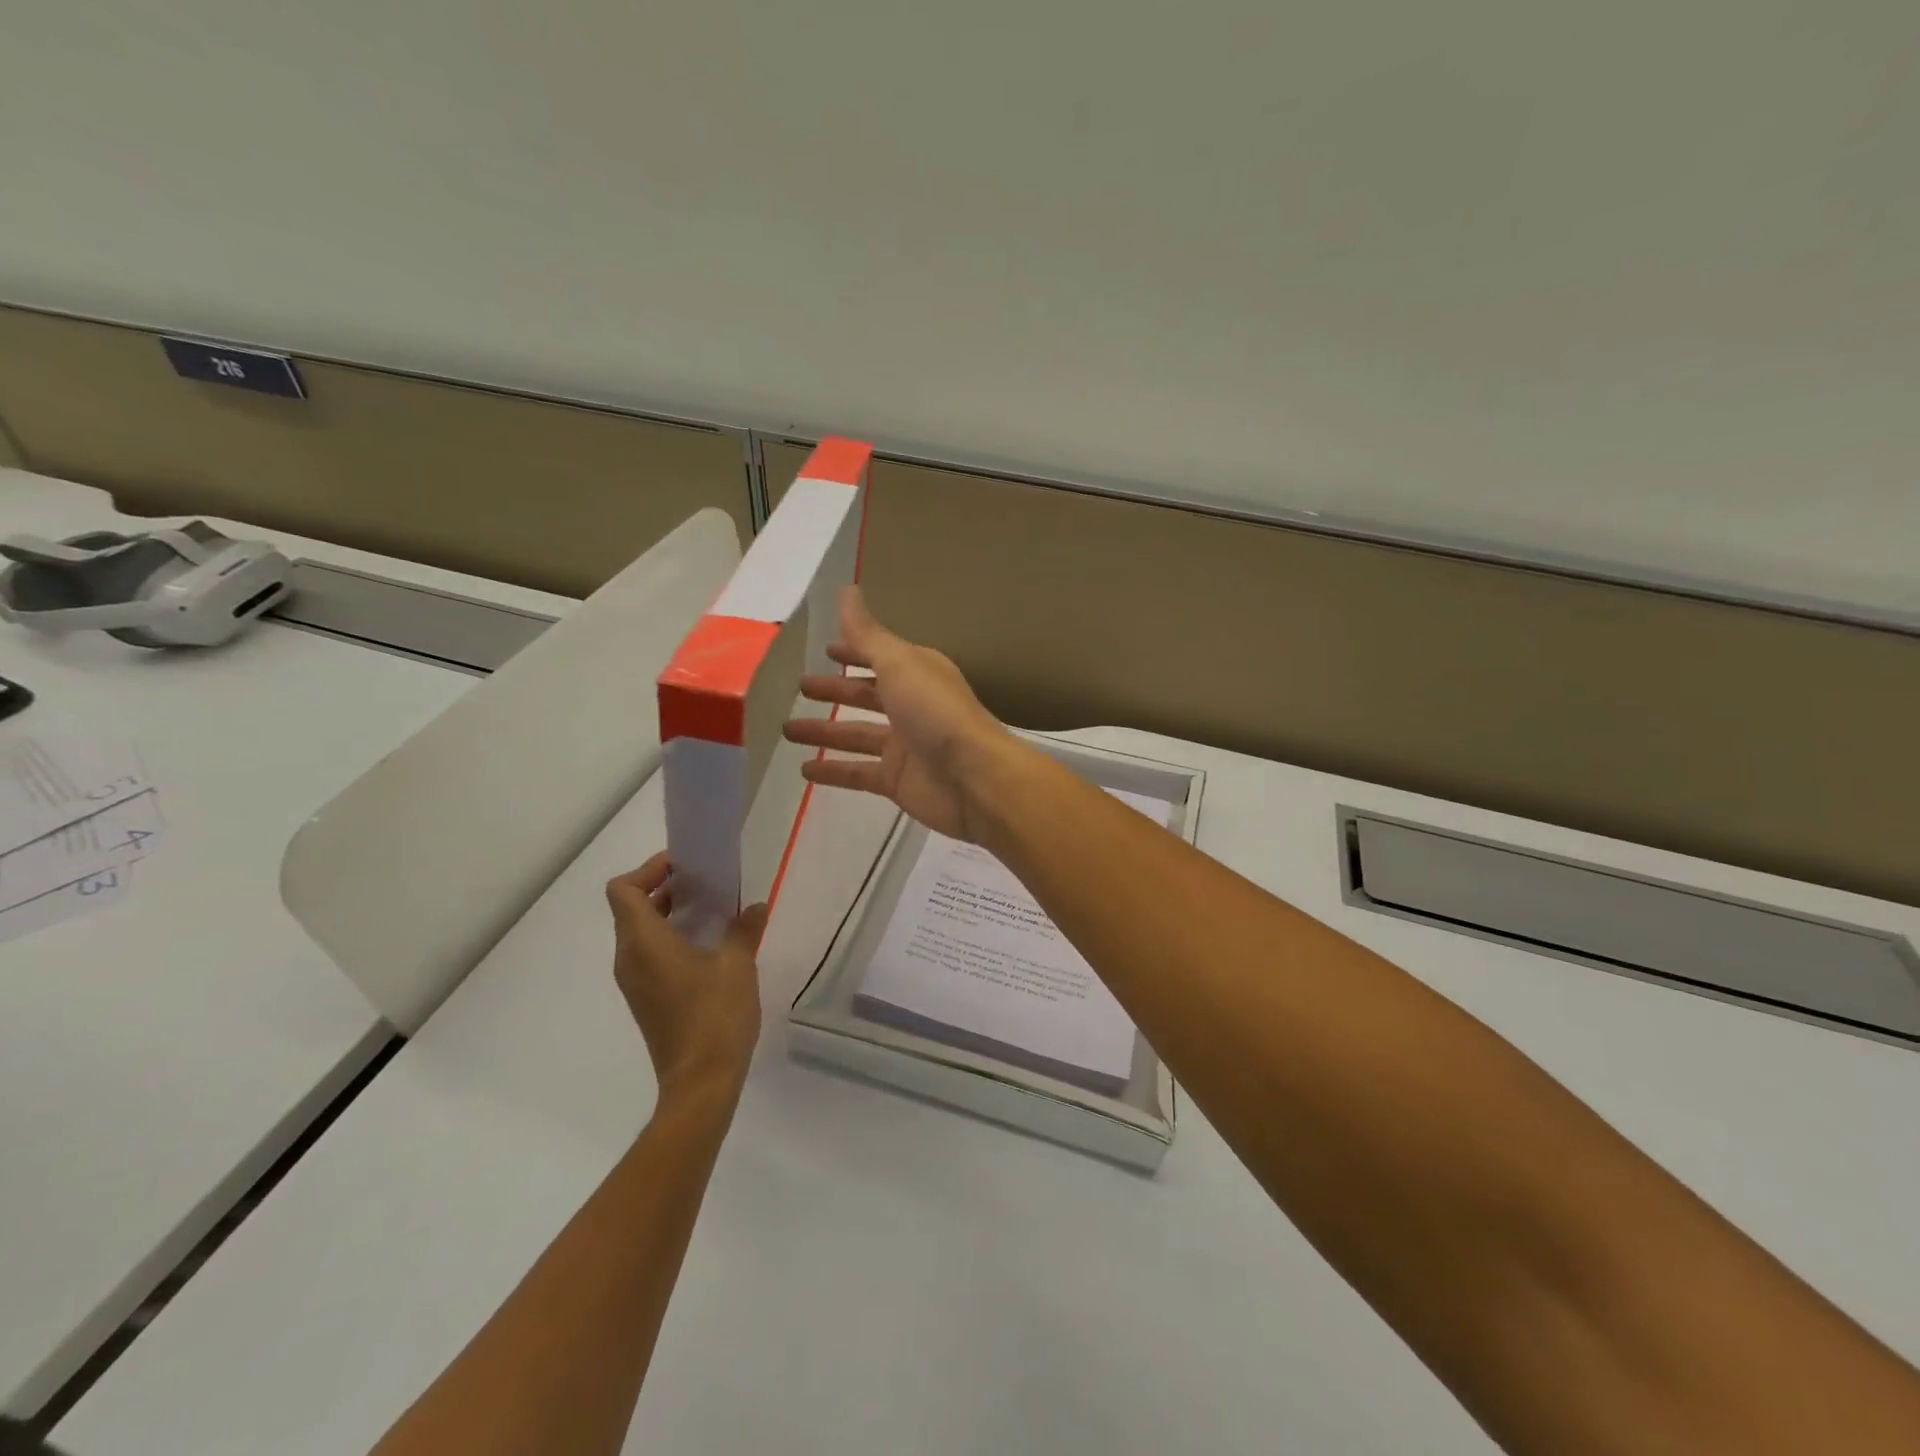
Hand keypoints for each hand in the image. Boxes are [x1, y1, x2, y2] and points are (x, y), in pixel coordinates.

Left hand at [605, 853, 766, 1100]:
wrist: (700, 1082)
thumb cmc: (715, 1016)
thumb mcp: (738, 965)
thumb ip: (744, 929)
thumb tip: (754, 907)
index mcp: (644, 943)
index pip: (623, 890)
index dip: (648, 870)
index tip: (684, 867)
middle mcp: (629, 958)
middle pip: (631, 908)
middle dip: (663, 888)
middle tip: (704, 883)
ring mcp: (634, 982)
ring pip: (639, 932)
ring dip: (669, 914)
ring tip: (711, 910)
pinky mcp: (646, 999)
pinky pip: (648, 954)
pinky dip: (670, 938)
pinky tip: (708, 945)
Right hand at [782, 586, 1016, 841]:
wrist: (973, 778)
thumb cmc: (936, 712)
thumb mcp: (899, 663)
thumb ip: (868, 634)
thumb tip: (846, 590)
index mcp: (917, 673)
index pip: (879, 656)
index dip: (854, 651)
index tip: (826, 648)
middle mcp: (911, 705)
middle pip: (866, 695)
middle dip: (835, 690)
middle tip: (799, 687)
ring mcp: (905, 745)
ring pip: (856, 735)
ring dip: (824, 732)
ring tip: (786, 730)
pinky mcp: (897, 780)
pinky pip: (858, 772)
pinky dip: (833, 771)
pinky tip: (804, 770)